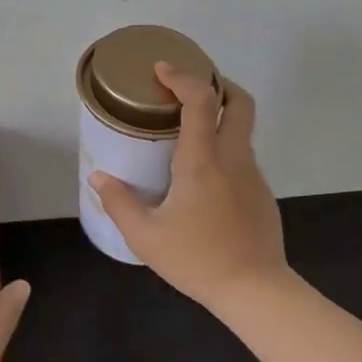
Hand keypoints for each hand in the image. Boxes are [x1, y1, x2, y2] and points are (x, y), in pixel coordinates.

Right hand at [90, 65, 289, 312]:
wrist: (256, 292)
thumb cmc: (198, 260)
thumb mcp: (146, 237)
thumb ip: (119, 203)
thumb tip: (99, 177)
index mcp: (203, 161)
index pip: (200, 100)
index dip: (182, 76)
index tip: (161, 69)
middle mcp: (233, 158)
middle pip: (240, 102)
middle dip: (218, 83)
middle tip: (189, 87)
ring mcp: (253, 175)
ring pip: (242, 130)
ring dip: (220, 118)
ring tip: (188, 133)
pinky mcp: (262, 194)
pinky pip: (243, 158)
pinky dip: (225, 149)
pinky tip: (204, 179)